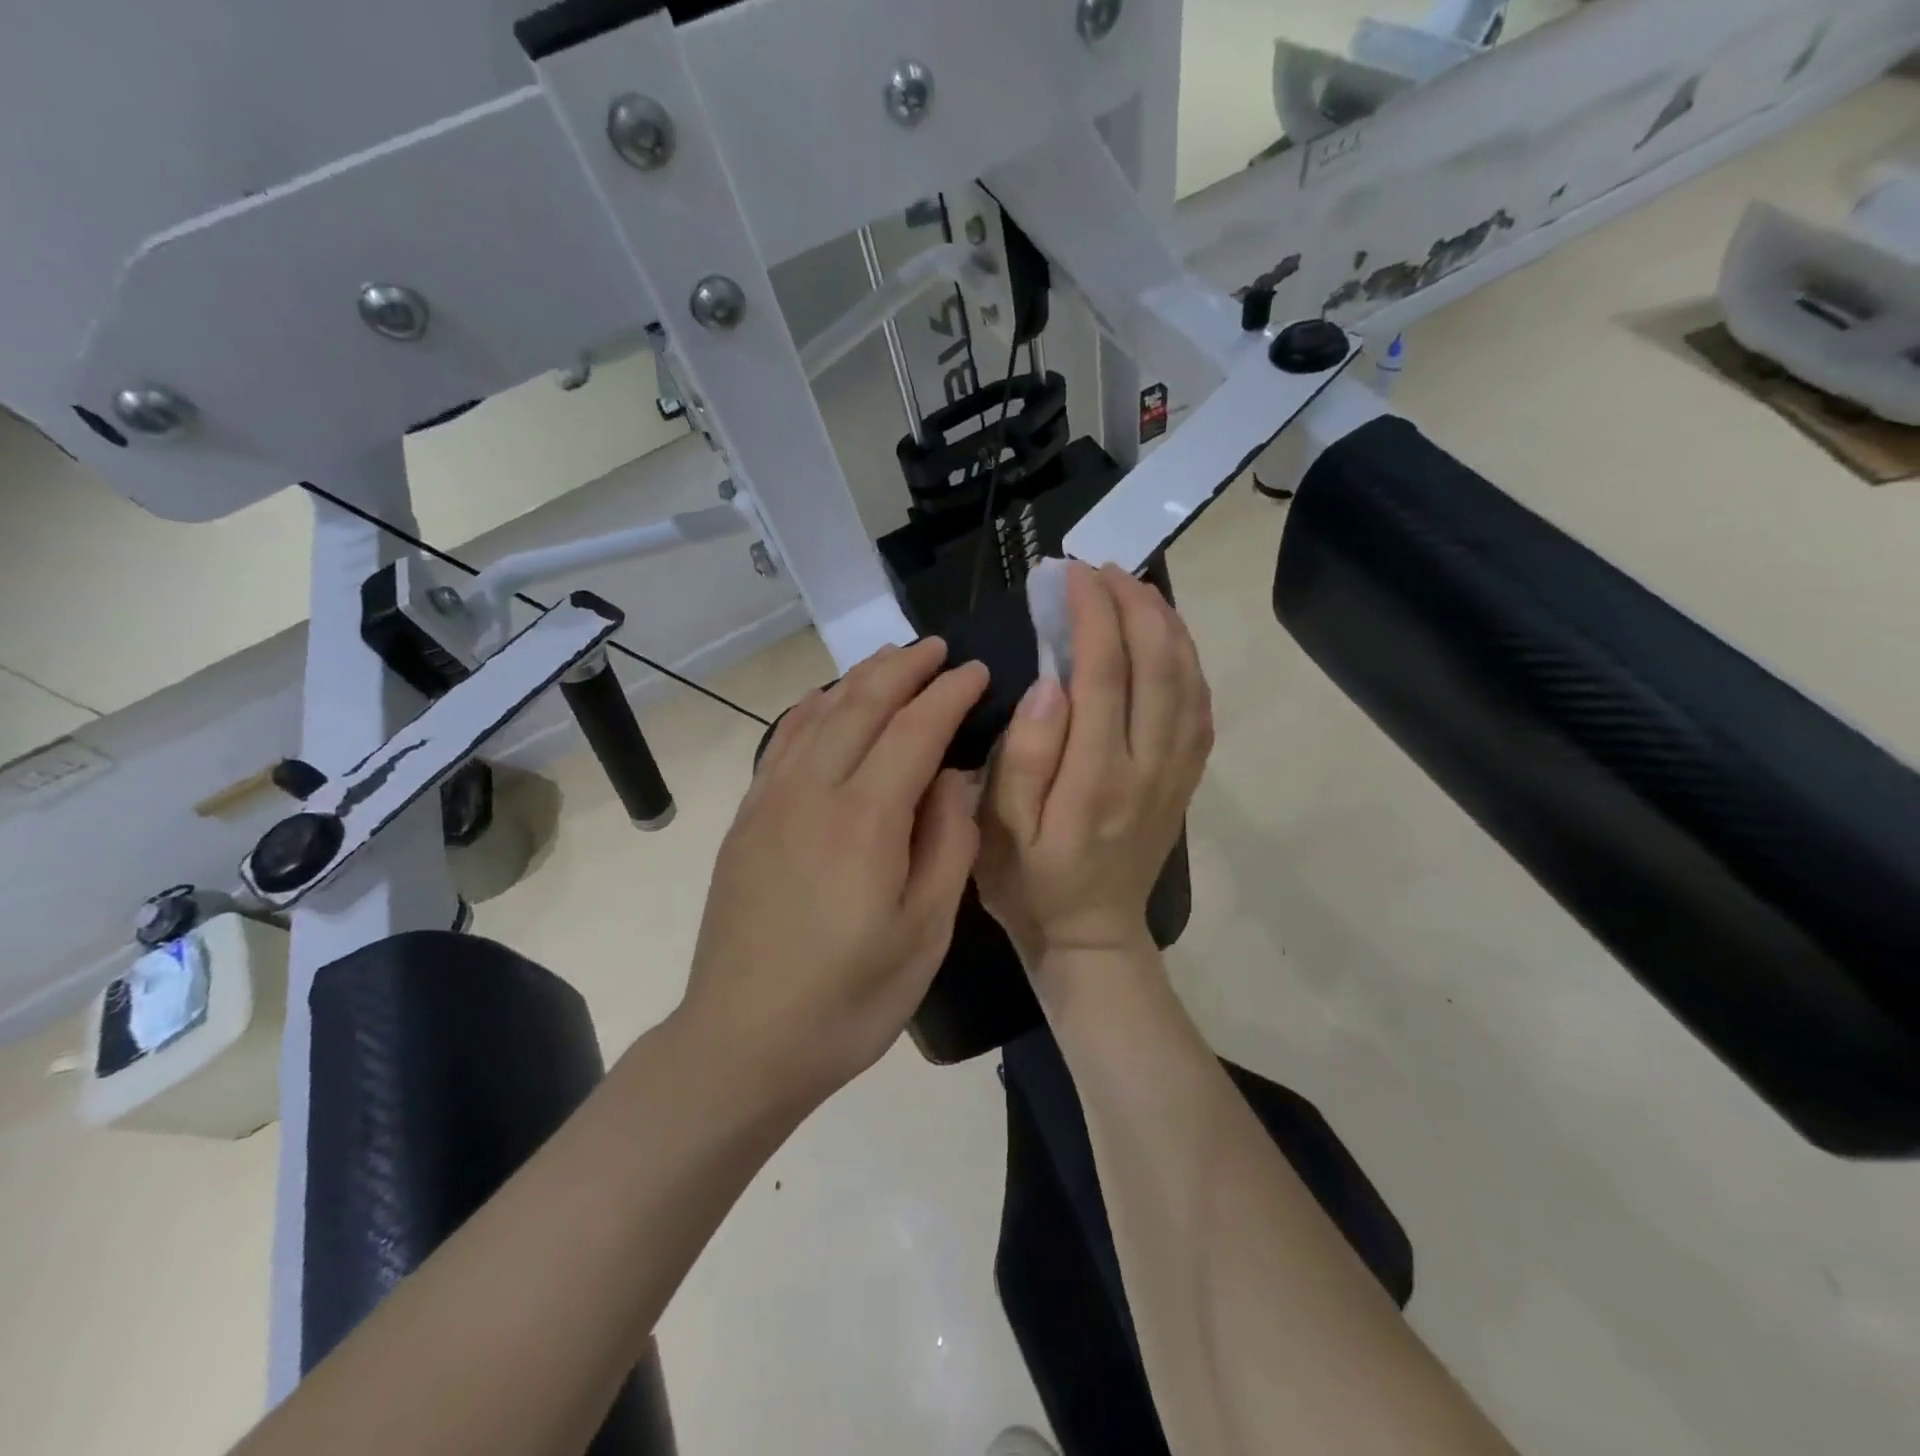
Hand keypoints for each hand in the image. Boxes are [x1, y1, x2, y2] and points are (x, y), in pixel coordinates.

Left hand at [680, 639, 988, 1105]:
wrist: (743, 1042)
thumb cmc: (850, 999)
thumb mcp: (925, 931)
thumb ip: (948, 843)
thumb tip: (955, 776)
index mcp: (865, 820)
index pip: (915, 730)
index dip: (950, 694)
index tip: (978, 670)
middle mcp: (813, 792)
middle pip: (862, 704)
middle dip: (905, 668)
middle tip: (939, 648)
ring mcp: (771, 801)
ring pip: (819, 713)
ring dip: (860, 678)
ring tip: (892, 659)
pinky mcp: (747, 818)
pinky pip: (783, 740)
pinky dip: (813, 707)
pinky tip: (827, 700)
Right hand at [976, 562, 1212, 967]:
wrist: (1092, 935)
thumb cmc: (1031, 882)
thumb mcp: (1000, 831)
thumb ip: (1025, 757)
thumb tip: (1051, 681)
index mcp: (1096, 777)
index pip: (1103, 673)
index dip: (1091, 614)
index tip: (1070, 573)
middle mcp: (1148, 766)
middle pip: (1157, 664)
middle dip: (1133, 603)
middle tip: (1101, 568)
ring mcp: (1176, 773)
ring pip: (1188, 679)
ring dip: (1165, 623)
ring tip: (1134, 587)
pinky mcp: (1186, 779)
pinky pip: (1200, 707)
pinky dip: (1187, 660)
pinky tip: (1167, 639)